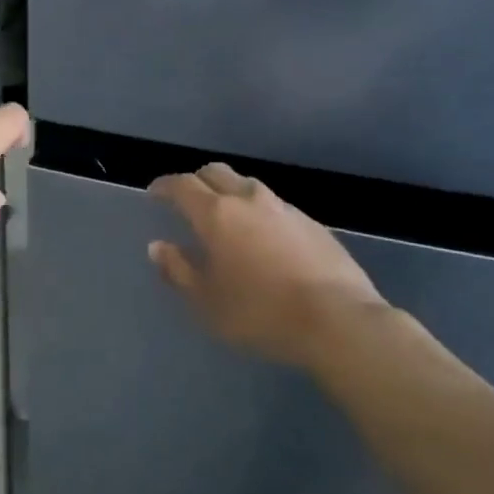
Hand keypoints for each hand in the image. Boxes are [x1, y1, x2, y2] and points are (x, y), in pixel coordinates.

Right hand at [149, 163, 388, 368]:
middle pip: (216, 172)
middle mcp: (249, 200)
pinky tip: (263, 237)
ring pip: (248, 186)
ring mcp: (285, 208)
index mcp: (217, 214)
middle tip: (187, 200)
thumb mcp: (206, 301)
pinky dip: (258, 212)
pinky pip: (275, 206)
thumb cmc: (260, 313)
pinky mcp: (313, 223)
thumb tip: (159, 247)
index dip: (165, 186)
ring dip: (230, 193)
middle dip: (196, 180)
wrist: (338, 320)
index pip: (182, 184)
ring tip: (226, 217)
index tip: (154, 193)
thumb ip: (178, 270)